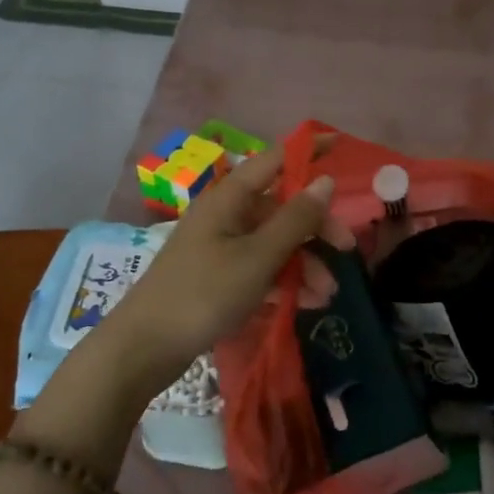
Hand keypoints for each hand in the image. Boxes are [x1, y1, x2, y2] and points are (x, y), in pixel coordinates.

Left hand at [97, 152, 335, 400]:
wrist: (145, 348)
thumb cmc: (204, 293)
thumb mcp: (258, 257)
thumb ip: (296, 219)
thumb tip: (325, 180)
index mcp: (230, 199)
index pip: (275, 160)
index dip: (307, 151)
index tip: (342, 146)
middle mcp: (226, 216)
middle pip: (282, 207)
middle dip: (317, 228)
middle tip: (348, 250)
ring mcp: (222, 247)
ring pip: (276, 242)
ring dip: (305, 263)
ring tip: (326, 295)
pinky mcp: (220, 277)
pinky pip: (262, 268)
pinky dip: (285, 281)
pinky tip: (307, 303)